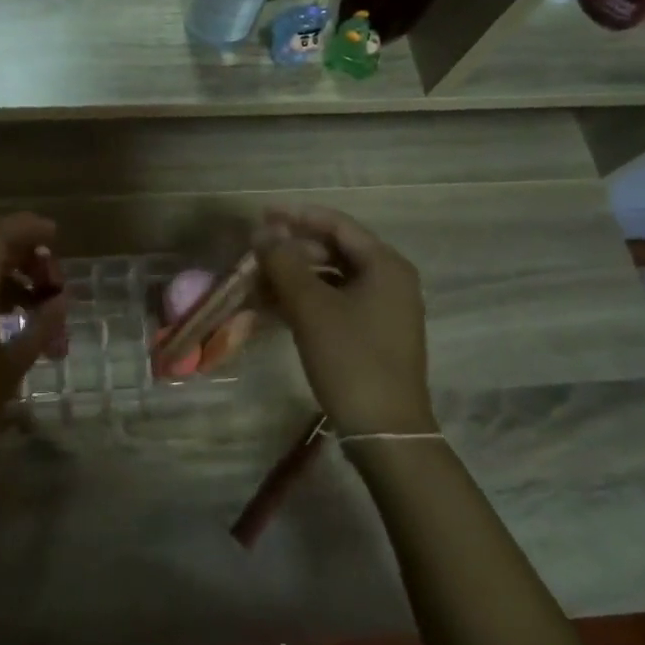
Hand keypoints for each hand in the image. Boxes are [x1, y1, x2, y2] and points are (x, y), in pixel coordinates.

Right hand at [254, 206, 435, 439]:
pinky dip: (304, 301)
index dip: (297, 217)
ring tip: (256, 282)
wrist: (384, 429)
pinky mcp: (371, 335)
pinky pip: (334, 304)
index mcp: (385, 266)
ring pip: (331, 279)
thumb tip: (262, 231)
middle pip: (335, 251)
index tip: (261, 215)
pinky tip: (273, 308)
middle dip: (292, 250)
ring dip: (294, 277)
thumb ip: (284, 263)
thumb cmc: (350, 358)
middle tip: (254, 252)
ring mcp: (382, 310)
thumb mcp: (311, 307)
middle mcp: (389, 281)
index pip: (338, 225)